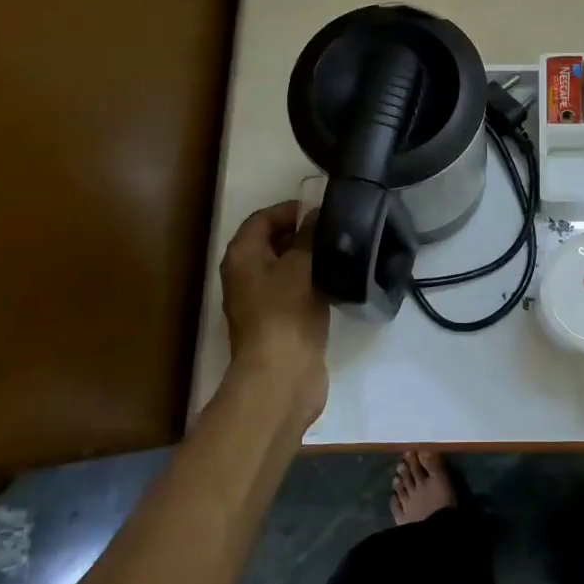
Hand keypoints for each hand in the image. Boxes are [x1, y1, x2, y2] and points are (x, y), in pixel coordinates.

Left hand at [220, 201, 329, 430]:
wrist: (282, 373)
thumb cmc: (286, 311)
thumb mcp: (301, 264)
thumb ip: (308, 235)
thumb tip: (315, 214)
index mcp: (242, 256)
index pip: (263, 218)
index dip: (291, 210)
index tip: (323, 210)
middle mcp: (245, 275)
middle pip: (272, 242)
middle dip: (302, 233)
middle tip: (336, 230)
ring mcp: (261, 301)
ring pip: (286, 268)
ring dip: (309, 259)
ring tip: (341, 252)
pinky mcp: (279, 321)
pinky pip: (295, 291)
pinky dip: (312, 282)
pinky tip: (337, 281)